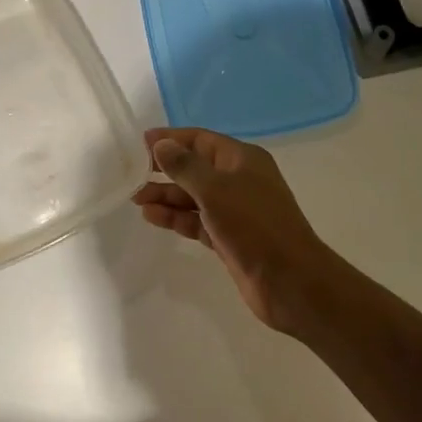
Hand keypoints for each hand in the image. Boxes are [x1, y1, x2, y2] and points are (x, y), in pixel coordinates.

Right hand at [132, 128, 339, 331]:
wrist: (291, 282)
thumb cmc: (254, 226)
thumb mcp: (215, 189)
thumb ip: (184, 166)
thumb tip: (161, 144)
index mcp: (242, 159)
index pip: (199, 139)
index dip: (170, 139)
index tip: (138, 144)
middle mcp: (239, 180)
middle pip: (194, 167)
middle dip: (164, 170)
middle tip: (131, 174)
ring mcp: (235, 210)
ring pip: (193, 196)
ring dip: (166, 196)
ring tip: (135, 198)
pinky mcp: (229, 237)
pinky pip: (196, 220)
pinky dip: (176, 217)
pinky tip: (152, 217)